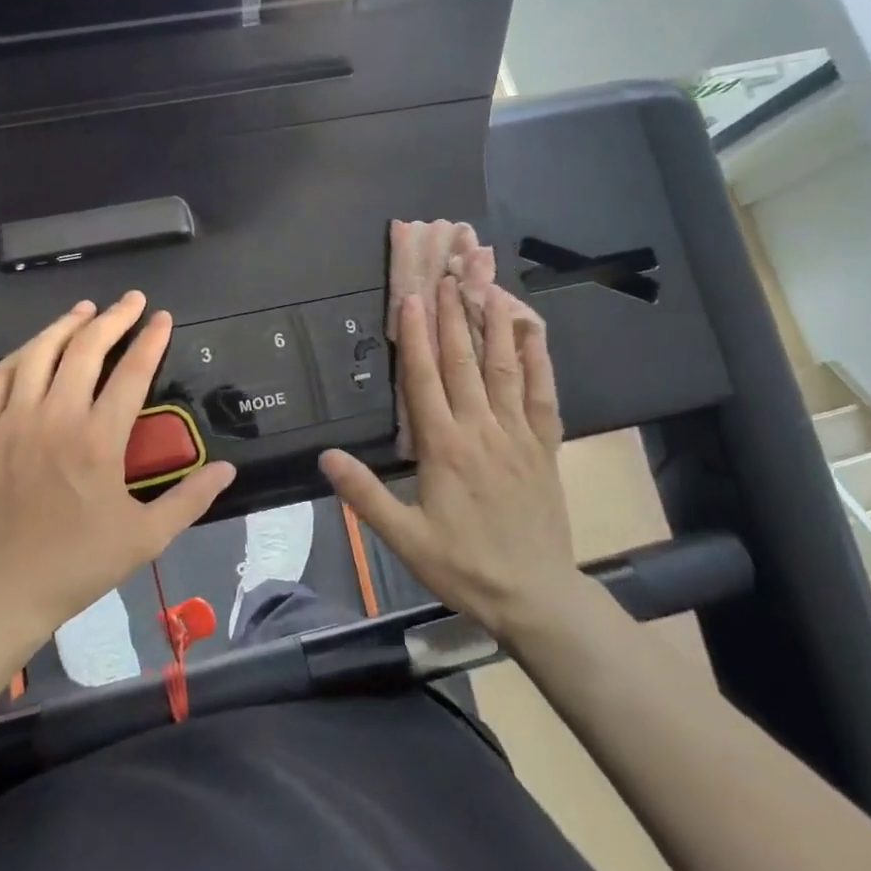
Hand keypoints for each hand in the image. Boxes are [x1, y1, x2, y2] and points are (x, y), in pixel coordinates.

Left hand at [0, 293, 236, 649]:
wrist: (3, 592)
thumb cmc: (79, 564)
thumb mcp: (146, 538)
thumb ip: (189, 499)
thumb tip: (228, 469)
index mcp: (98, 441)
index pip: (131, 372)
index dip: (151, 340)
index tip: (163, 318)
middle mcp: (55, 419)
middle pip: (86, 350)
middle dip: (113, 318)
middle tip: (132, 300)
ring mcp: (13, 422)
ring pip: (39, 354)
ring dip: (65, 325)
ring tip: (86, 309)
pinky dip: (20, 354)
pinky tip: (35, 348)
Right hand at [320, 277, 579, 640]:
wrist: (535, 596)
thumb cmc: (463, 567)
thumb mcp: (405, 538)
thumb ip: (365, 495)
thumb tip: (326, 457)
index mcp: (444, 448)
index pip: (424, 379)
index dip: (416, 335)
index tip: (411, 296)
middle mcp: (481, 430)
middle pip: (463, 362)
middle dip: (452, 315)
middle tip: (446, 275)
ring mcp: (518, 435)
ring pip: (504, 369)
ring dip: (493, 324)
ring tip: (487, 286)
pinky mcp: (545, 447)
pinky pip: (544, 396)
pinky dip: (540, 361)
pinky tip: (533, 332)